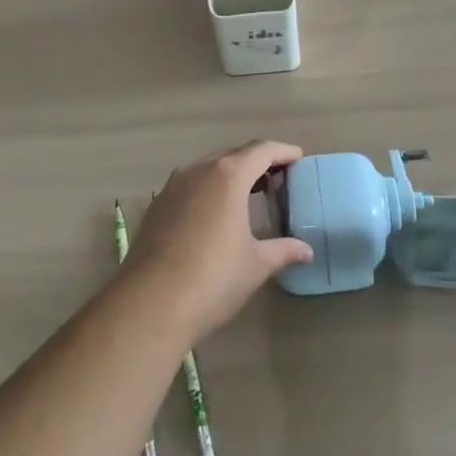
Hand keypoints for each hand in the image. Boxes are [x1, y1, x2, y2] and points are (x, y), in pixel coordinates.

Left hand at [118, 140, 314, 341]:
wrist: (149, 305)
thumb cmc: (212, 279)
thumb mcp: (256, 265)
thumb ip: (283, 251)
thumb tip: (307, 251)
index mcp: (227, 176)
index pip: (261, 151)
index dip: (283, 151)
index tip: (299, 157)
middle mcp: (198, 171)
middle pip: (234, 154)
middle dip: (258, 162)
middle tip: (278, 178)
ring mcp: (172, 187)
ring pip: (208, 168)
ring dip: (231, 174)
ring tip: (250, 193)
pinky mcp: (157, 206)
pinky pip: (190, 184)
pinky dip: (210, 188)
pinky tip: (217, 213)